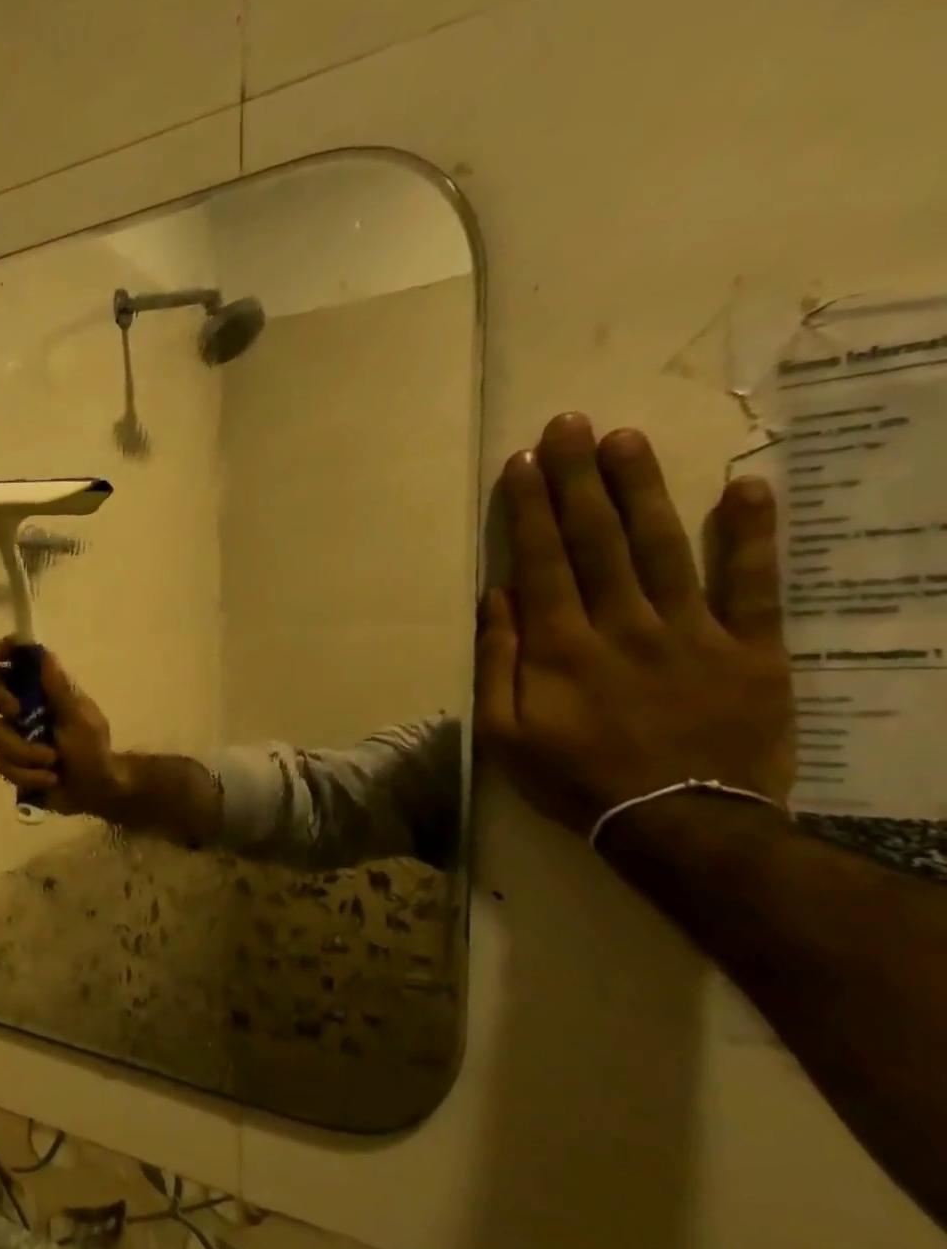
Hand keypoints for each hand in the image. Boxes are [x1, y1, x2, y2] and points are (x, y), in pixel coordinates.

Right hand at [0, 637, 130, 817]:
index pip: (18, 661)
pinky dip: (29, 775)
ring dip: (25, 752)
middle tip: (15, 711)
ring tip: (52, 762)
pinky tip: (49, 779)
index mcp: (42, 691)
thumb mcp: (81, 717)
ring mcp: (14, 737)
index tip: (1, 654)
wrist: (97, 790)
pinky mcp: (11, 764)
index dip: (7, 650)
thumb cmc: (94, 748)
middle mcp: (23, 709)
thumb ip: (60, 689)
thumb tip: (44, 655)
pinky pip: (4, 765)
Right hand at [476, 413, 794, 836]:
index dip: (530, 509)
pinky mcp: (752, 650)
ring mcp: (693, 633)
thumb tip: (496, 599)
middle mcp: (623, 625)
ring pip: (664, 548)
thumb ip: (496, 663)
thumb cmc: (574, 779)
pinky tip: (746, 486)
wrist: (679, 824)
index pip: (542, 561)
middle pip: (597, 540)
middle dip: (579, 479)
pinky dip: (752, 535)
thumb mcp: (503, 733)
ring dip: (643, 490)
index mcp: (560, 647)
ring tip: (627, 439)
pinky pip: (754, 585)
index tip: (523, 462)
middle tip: (570, 425)